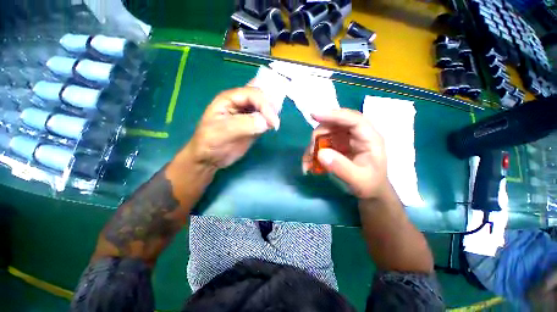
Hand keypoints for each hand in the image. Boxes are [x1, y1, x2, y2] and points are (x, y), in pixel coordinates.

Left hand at [186, 87, 279, 168]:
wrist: (210, 158)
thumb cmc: (210, 143)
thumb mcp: (223, 132)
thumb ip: (244, 124)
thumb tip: (265, 122)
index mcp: (230, 98)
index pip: (253, 95)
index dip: (265, 105)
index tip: (273, 122)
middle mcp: (241, 103)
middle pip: (262, 97)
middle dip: (272, 106)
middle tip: (276, 121)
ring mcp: (248, 114)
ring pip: (265, 107)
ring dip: (273, 113)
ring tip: (275, 123)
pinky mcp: (254, 124)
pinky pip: (265, 119)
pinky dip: (271, 121)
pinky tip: (273, 125)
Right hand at [302, 109, 387, 198]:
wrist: (370, 190)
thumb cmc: (370, 184)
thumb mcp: (359, 180)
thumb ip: (341, 168)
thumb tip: (321, 154)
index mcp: (369, 138)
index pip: (353, 119)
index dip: (334, 115)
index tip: (314, 115)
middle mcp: (356, 134)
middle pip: (335, 123)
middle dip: (319, 134)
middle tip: (312, 151)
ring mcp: (345, 139)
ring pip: (325, 132)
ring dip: (314, 144)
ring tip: (309, 161)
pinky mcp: (337, 145)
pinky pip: (321, 142)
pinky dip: (313, 151)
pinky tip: (309, 164)